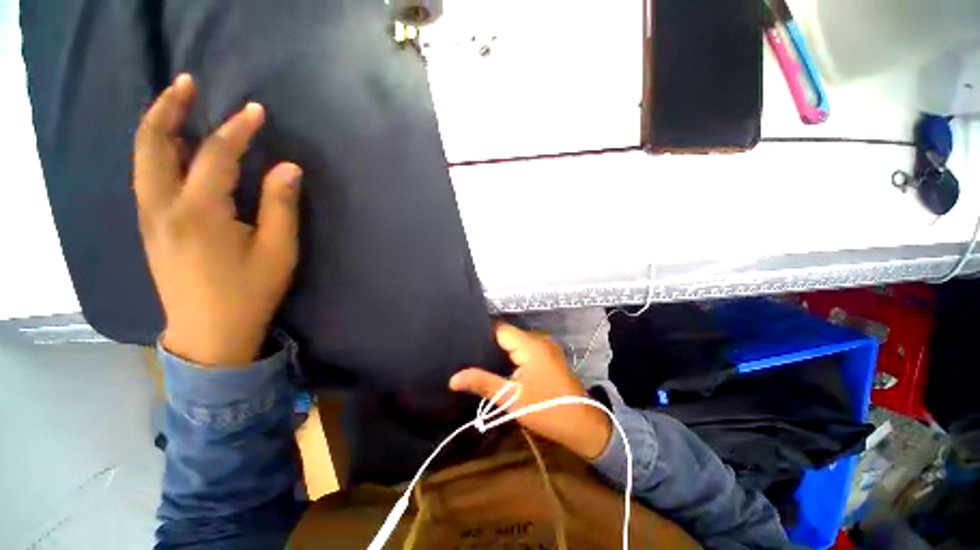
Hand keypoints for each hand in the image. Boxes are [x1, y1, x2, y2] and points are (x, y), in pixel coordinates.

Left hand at [134, 74, 301, 365]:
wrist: (209, 333)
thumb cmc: (249, 293)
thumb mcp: (278, 252)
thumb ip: (281, 207)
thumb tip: (288, 167)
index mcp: (199, 213)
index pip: (215, 156)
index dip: (237, 130)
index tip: (256, 110)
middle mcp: (163, 207)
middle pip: (153, 144)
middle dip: (168, 108)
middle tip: (186, 83)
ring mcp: (150, 217)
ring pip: (143, 158)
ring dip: (158, 125)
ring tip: (176, 104)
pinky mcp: (150, 227)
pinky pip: (147, 176)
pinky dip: (157, 150)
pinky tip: (174, 146)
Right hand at [450, 324, 612, 460]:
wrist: (582, 424)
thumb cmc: (546, 409)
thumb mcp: (511, 398)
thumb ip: (482, 383)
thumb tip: (453, 379)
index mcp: (530, 344)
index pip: (499, 329)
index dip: (481, 334)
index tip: (463, 343)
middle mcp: (539, 339)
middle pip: (507, 334)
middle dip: (489, 343)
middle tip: (468, 354)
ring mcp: (546, 347)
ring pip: (516, 341)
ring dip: (501, 350)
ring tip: (479, 359)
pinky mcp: (549, 356)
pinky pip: (525, 348)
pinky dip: (513, 354)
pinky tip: (501, 365)